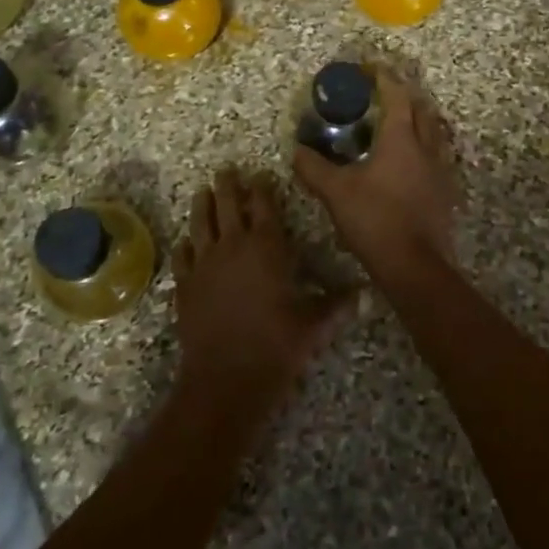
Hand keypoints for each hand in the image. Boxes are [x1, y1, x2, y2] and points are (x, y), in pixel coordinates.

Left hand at [173, 169, 355, 415]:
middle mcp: (233, 246)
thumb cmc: (276, 345)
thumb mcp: (314, 325)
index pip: (263, 205)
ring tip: (202, 192)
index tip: (261, 175)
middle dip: (228, 185)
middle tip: (226, 170)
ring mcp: (204, 264)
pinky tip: (186, 243)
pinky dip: (185, 246)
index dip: (262, 187)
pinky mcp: (185, 285)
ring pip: (200, 223)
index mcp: (266, 246)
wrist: (226, 378)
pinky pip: (183, 256)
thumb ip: (337, 305)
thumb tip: (365, 295)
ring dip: (202, 205)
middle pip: (227, 204)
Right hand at [292, 74, 459, 279]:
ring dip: (419, 121)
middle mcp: (426, 147)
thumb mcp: (336, 192)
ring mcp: (441, 170)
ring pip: (434, 133)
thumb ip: (314, 168)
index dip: (384, 78)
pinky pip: (438, 157)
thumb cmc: (375, 219)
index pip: (396, 96)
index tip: (372, 67)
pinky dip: (426, 148)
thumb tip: (296, 150)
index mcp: (401, 139)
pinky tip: (412, 162)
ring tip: (400, 124)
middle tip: (386, 94)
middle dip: (406, 96)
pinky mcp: (446, 192)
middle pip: (422, 110)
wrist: (415, 265)